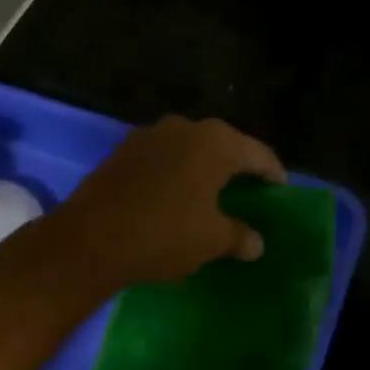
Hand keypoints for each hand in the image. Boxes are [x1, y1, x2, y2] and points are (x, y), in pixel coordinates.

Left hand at [57, 115, 284, 289]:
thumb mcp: (212, 240)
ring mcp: (151, 135)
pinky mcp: (124, 150)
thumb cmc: (164, 234)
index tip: (280, 191)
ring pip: (191, 149)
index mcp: (217, 142)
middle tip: (249, 192)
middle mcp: (186, 127)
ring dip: (204, 168)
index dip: (273, 174)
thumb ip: (240, 235)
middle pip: (225, 145)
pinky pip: (164, 157)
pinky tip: (175, 195)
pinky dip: (176, 172)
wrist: (88, 240)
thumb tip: (256, 242)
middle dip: (238, 168)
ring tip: (212, 194)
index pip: (259, 154)